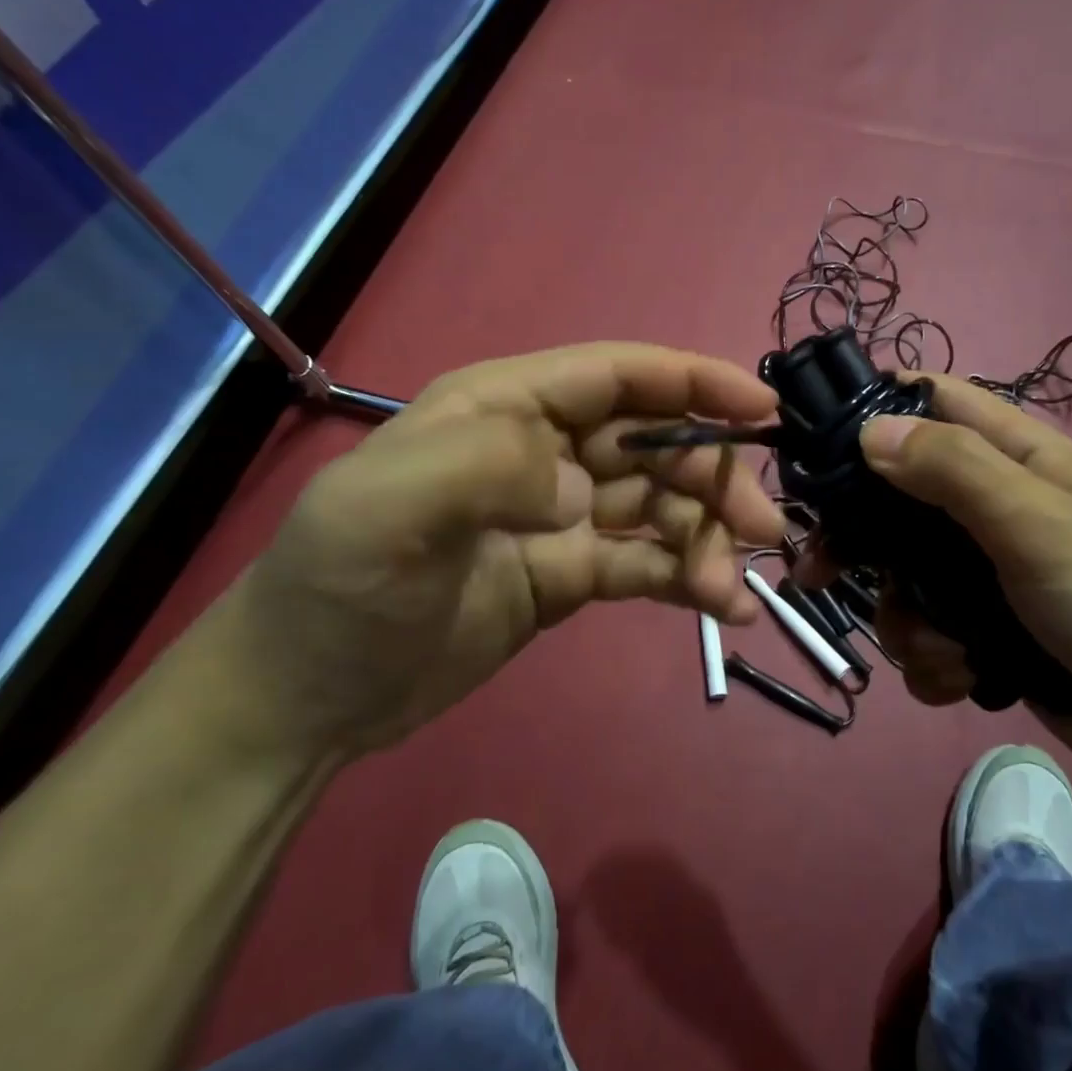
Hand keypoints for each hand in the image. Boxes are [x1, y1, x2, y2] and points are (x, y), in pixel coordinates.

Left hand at [200, 344, 784, 761]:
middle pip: (653, 443)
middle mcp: (542, 450)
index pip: (618, 375)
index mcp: (507, 407)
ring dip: (707, 537)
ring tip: (733, 589)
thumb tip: (583, 491)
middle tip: (765, 527)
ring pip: (659, 506)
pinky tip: (724, 609)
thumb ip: (490, 466)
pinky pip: (644, 563)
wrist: (307, 695)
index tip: (762, 411)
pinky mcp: (569, 574)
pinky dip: (687, 578)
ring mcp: (560, 516)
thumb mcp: (388, 506)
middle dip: (714, 476)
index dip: (694, 382)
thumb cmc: (339, 585)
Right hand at [815, 376, 1071, 788]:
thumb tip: (868, 430)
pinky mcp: (985, 632)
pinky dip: (932, 661)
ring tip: (941, 649)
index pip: (927, 402)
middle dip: (859, 542)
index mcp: (1010, 456)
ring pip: (900, 579)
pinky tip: (962, 678)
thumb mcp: (1036, 522)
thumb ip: (952, 469)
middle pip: (892, 500)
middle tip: (821, 571)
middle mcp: (989, 506)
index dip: (870, 410)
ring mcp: (984, 573)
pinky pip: (926, 636)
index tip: (812, 447)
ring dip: (904, 620)